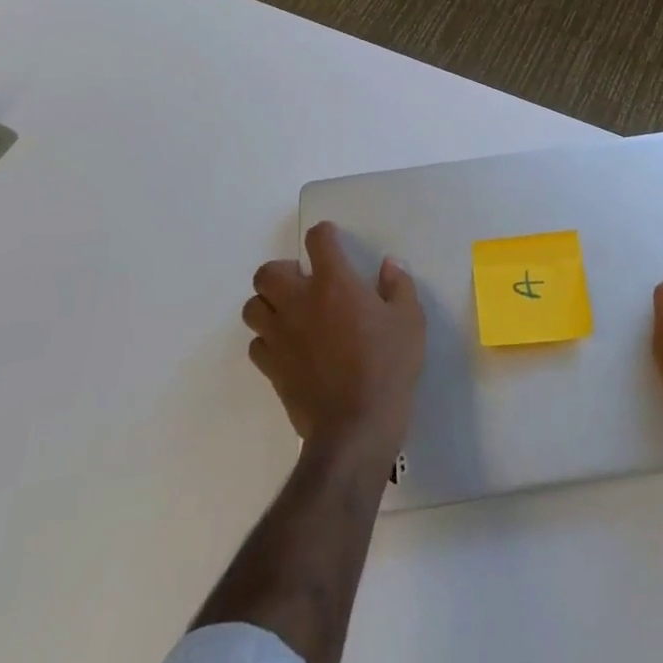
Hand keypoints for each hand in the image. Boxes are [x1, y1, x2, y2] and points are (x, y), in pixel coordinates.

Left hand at [244, 222, 425, 467]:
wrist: (355, 428)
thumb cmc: (387, 367)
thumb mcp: (410, 321)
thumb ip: (398, 286)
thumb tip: (388, 265)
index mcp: (334, 283)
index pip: (317, 240)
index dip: (324, 235)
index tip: (332, 241)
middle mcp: (299, 301)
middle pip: (268, 272)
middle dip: (283, 271)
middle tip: (305, 283)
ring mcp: (280, 335)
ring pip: (253, 306)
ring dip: (269, 305)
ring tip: (291, 314)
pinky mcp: (270, 368)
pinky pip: (256, 343)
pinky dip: (268, 340)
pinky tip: (289, 348)